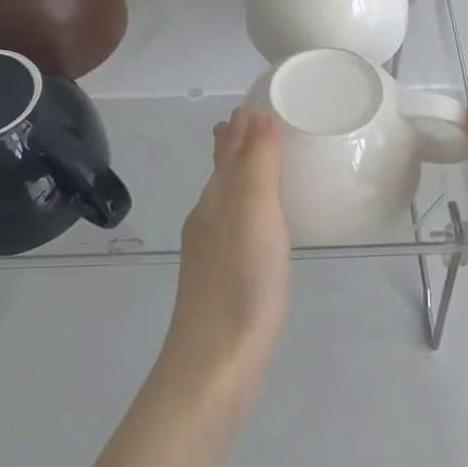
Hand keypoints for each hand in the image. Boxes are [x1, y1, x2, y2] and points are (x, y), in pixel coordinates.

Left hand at [164, 106, 291, 390]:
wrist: (215, 362)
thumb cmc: (242, 281)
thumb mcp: (254, 213)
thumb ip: (255, 164)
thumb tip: (254, 113)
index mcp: (216, 199)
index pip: (227, 148)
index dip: (241, 125)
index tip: (258, 104)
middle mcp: (208, 219)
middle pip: (222, 172)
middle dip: (236, 146)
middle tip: (257, 124)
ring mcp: (211, 252)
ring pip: (227, 200)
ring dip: (241, 175)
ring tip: (260, 162)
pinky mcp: (222, 279)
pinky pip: (235, 226)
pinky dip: (247, 209)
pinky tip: (259, 224)